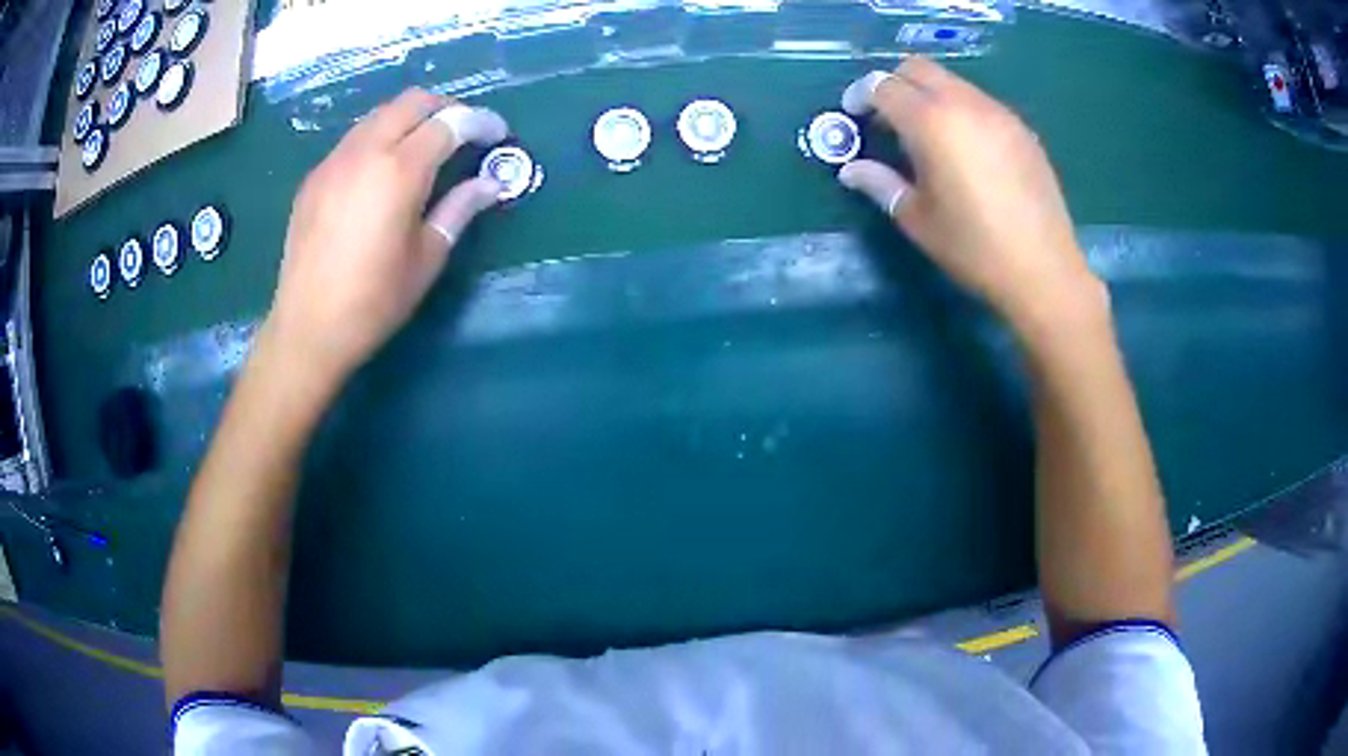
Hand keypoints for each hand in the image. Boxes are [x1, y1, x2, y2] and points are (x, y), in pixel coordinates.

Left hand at [264, 88, 508, 388]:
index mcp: (399, 171)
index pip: (449, 122)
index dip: (480, 121)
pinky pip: (355, 138)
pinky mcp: (314, 177)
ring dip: (410, 119)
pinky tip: (383, 172)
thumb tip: (491, 183)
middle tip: (464, 134)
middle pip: (412, 102)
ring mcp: (334, 161)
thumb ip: (460, 209)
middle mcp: (365, 151)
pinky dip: (380, 138)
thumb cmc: (374, 301)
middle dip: (446, 108)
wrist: (307, 329)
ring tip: (426, 148)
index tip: (499, 134)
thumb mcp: (427, 258)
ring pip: (380, 114)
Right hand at [837, 59, 1105, 332]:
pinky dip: (960, 110)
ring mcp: (998, 113)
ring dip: (929, 95)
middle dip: (893, 84)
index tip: (854, 116)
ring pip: (951, 82)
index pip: (883, 85)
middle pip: (917, 68)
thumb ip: (879, 184)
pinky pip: (980, 102)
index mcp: (931, 122)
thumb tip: (851, 170)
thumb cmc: (973, 248)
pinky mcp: (1021, 129)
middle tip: (887, 120)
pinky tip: (965, 150)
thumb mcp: (917, 219)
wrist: (1043, 270)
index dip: (861, 95)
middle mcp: (965, 104)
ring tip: (927, 137)